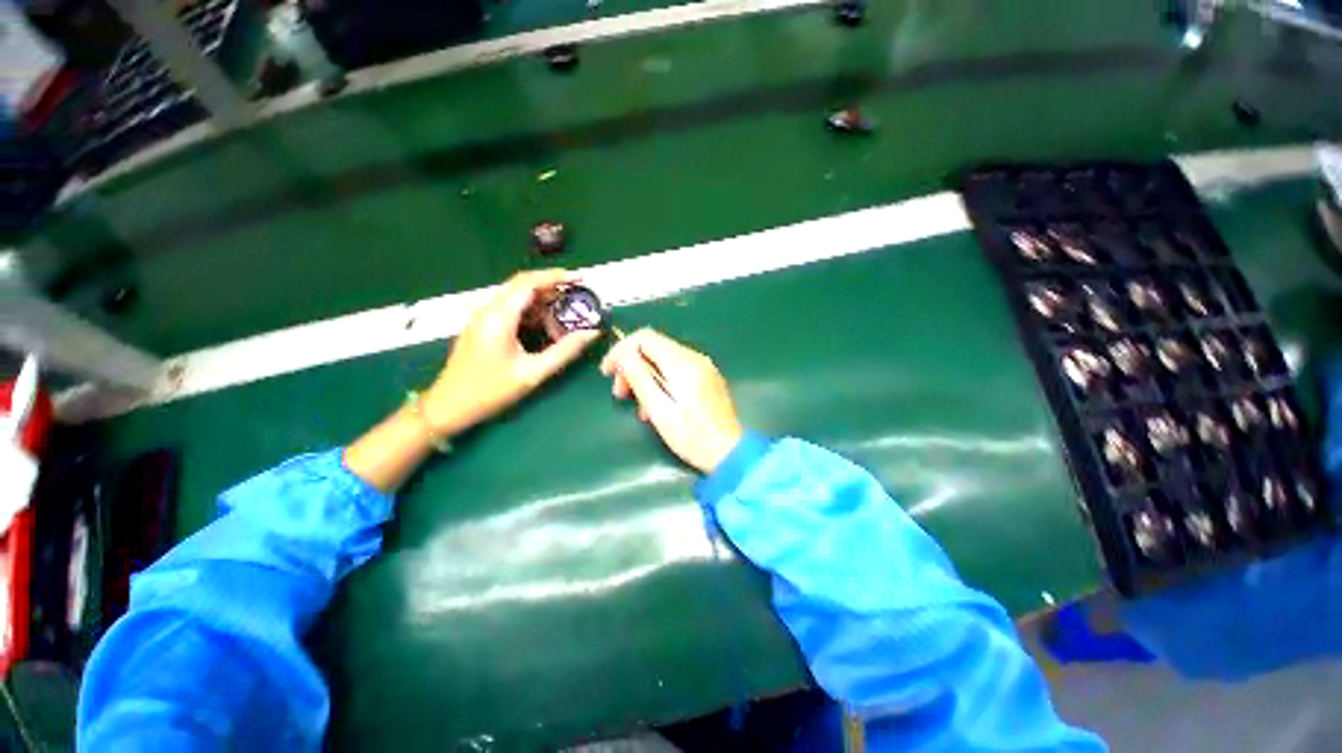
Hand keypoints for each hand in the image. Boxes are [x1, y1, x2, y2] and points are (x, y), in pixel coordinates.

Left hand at [422, 270, 600, 435]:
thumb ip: (565, 351)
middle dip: (551, 287)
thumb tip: (592, 333)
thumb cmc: (491, 390)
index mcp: (499, 316)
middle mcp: (488, 310)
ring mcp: (482, 317)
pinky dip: (530, 311)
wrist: (448, 406)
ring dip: (541, 301)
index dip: (555, 277)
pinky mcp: (481, 327)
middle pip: (522, 285)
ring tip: (565, 312)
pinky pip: (509, 309)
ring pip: (515, 297)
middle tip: (577, 296)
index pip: (529, 282)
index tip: (579, 278)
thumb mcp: (533, 372)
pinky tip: (544, 325)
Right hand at [600, 329, 743, 473]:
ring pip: (663, 360)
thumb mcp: (659, 409)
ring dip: (644, 377)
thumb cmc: (692, 436)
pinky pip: (675, 370)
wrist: (730, 453)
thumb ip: (640, 378)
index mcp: (683, 363)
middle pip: (653, 348)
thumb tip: (625, 355)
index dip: (621, 350)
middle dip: (631, 366)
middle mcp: (694, 357)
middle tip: (620, 394)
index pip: (645, 337)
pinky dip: (660, 382)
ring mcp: (703, 367)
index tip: (607, 372)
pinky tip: (655, 407)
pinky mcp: (706, 378)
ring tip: (639, 407)